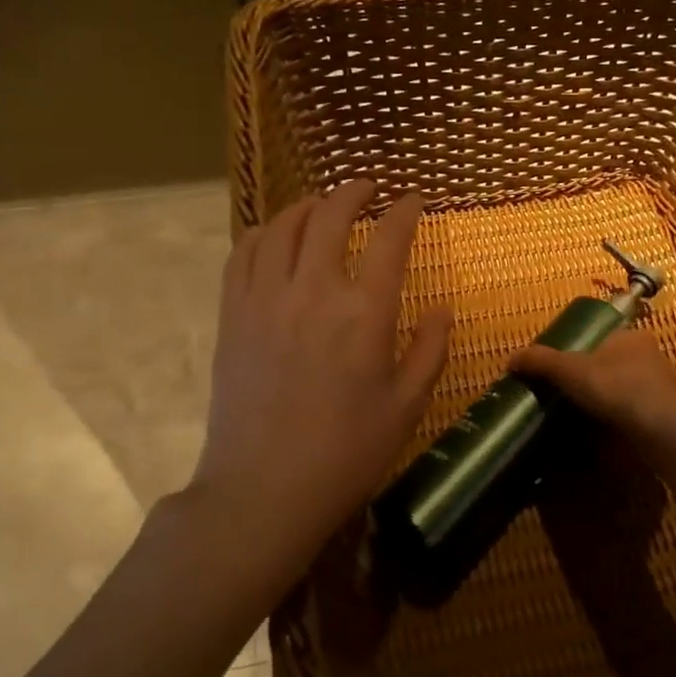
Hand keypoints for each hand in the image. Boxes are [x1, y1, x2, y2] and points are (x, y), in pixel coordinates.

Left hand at [185, 180, 451, 562]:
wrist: (265, 489)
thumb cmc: (347, 452)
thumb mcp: (407, 406)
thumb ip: (430, 350)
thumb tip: (442, 307)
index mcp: (365, 313)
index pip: (390, 239)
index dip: (405, 211)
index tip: (414, 200)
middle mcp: (314, 291)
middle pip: (331, 217)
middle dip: (352, 192)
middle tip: (367, 187)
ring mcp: (266, 299)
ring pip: (283, 227)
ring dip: (307, 206)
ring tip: (322, 205)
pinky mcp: (233, 316)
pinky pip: (244, 254)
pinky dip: (264, 233)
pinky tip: (275, 236)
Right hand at [511, 329, 675, 436]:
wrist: (662, 428)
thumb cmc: (617, 386)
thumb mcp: (570, 369)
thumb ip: (541, 362)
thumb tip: (510, 359)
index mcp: (630, 337)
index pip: (601, 337)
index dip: (579, 351)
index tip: (561, 370)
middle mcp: (649, 357)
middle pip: (611, 365)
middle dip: (591, 380)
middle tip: (564, 396)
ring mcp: (659, 388)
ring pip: (623, 391)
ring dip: (604, 403)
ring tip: (577, 418)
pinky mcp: (663, 416)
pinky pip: (632, 415)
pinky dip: (615, 423)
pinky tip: (599, 436)